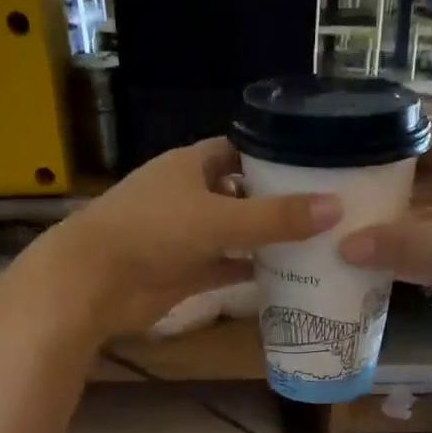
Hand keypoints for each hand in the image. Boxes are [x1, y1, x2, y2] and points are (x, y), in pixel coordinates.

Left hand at [21, 139, 340, 341]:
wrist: (96, 281)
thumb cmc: (153, 231)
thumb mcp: (220, 219)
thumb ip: (275, 217)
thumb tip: (335, 207)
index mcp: (191, 166)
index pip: (239, 151)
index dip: (273, 156)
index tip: (314, 167)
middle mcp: (189, 197)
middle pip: (241, 195)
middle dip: (276, 203)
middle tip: (325, 211)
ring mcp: (185, 237)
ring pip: (234, 235)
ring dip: (265, 242)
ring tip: (315, 245)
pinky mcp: (184, 274)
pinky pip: (224, 270)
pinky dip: (249, 274)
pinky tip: (285, 279)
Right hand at [338, 130, 431, 347]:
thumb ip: (403, 245)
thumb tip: (344, 247)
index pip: (430, 141)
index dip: (392, 143)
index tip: (350, 154)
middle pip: (425, 186)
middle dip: (387, 194)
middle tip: (338, 205)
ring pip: (431, 227)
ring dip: (398, 234)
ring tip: (347, 240)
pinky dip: (414, 266)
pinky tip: (381, 275)